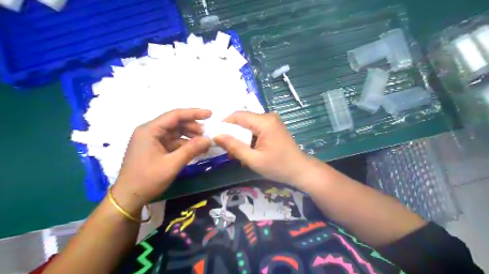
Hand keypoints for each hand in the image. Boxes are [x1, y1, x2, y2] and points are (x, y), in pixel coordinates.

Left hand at [113, 109, 212, 211]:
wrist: (128, 197)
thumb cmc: (147, 179)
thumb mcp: (172, 164)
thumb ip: (191, 150)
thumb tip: (208, 139)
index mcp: (149, 130)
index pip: (175, 115)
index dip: (194, 113)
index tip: (210, 114)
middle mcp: (149, 131)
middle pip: (175, 123)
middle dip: (192, 126)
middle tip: (207, 133)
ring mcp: (151, 140)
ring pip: (174, 132)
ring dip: (189, 136)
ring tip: (203, 142)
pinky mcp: (154, 149)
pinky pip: (172, 142)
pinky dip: (183, 144)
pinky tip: (194, 149)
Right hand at [214, 112, 312, 186]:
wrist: (300, 171)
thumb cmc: (278, 166)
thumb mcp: (253, 159)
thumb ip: (234, 146)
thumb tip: (216, 136)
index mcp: (264, 122)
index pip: (238, 116)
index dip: (224, 124)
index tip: (215, 136)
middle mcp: (268, 117)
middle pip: (243, 120)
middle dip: (233, 134)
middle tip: (227, 150)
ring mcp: (272, 122)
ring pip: (248, 126)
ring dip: (241, 139)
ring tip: (237, 155)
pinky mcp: (273, 128)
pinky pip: (256, 130)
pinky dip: (249, 140)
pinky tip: (247, 153)